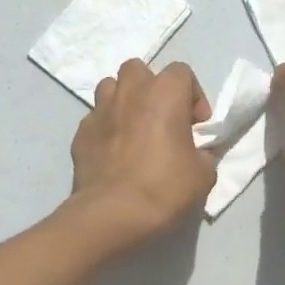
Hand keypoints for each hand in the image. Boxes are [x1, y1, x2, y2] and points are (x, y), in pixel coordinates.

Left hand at [68, 59, 216, 253]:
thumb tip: (197, 152)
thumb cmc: (164, 188)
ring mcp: (100, 110)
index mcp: (164, 93)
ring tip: (133, 128)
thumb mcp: (204, 174)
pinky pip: (95, 119)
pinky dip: (106, 128)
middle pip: (139, 70)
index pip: (182, 72)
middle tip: (161, 118)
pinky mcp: (80, 133)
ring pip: (110, 88)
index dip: (193, 96)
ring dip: (124, 101)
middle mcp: (130, 92)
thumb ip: (204, 153)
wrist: (112, 214)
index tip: (196, 125)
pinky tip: (113, 152)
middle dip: (151, 88)